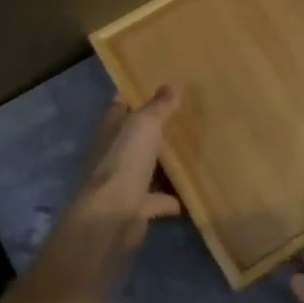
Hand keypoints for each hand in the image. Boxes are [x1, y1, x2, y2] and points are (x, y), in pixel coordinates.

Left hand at [39, 86, 182, 285]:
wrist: (112, 216)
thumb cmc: (124, 163)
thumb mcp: (144, 125)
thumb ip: (158, 106)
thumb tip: (171, 85)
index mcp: (110, 130)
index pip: (120, 106)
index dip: (135, 95)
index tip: (159, 85)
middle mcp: (113, 154)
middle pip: (134, 137)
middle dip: (154, 129)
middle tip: (184, 117)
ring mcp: (123, 182)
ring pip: (145, 167)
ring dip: (163, 163)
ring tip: (192, 152)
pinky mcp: (136, 207)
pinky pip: (158, 200)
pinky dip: (172, 199)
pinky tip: (193, 194)